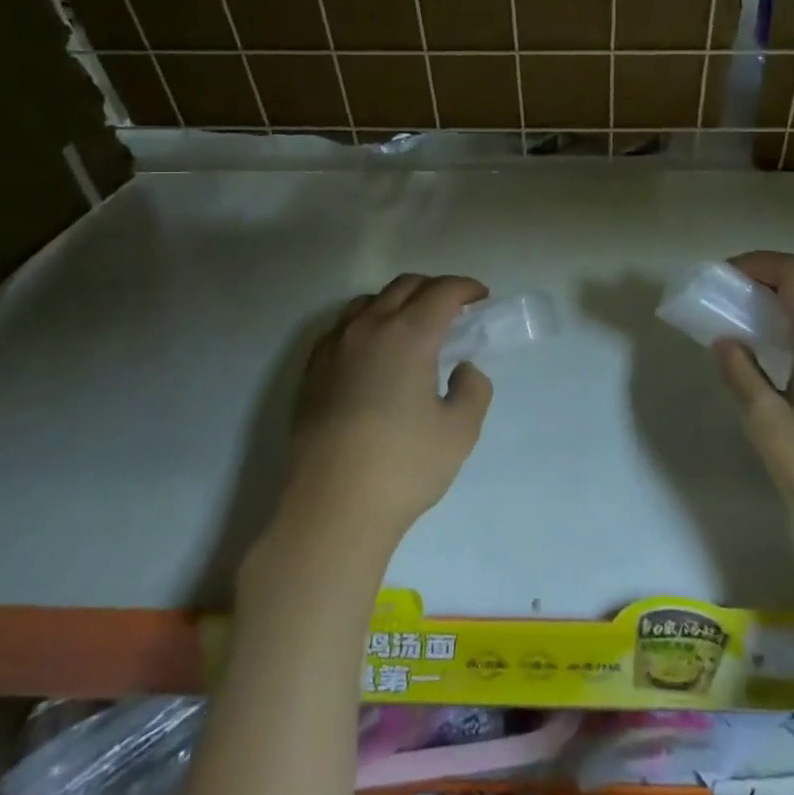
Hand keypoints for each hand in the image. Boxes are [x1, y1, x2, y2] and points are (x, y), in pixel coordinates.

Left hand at [279, 274, 493, 548]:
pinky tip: (374, 351)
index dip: (466, 287)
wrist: (330, 508)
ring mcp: (334, 347)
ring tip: (413, 326)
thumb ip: (473, 388)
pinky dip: (367, 323)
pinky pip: (343, 326)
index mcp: (409, 334)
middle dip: (434, 288)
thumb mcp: (460, 430)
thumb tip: (463, 369)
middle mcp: (369, 328)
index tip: (481, 297)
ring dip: (398, 301)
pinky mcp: (312, 370)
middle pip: (405, 286)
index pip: (442, 291)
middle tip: (455, 310)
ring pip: (369, 301)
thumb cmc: (403, 467)